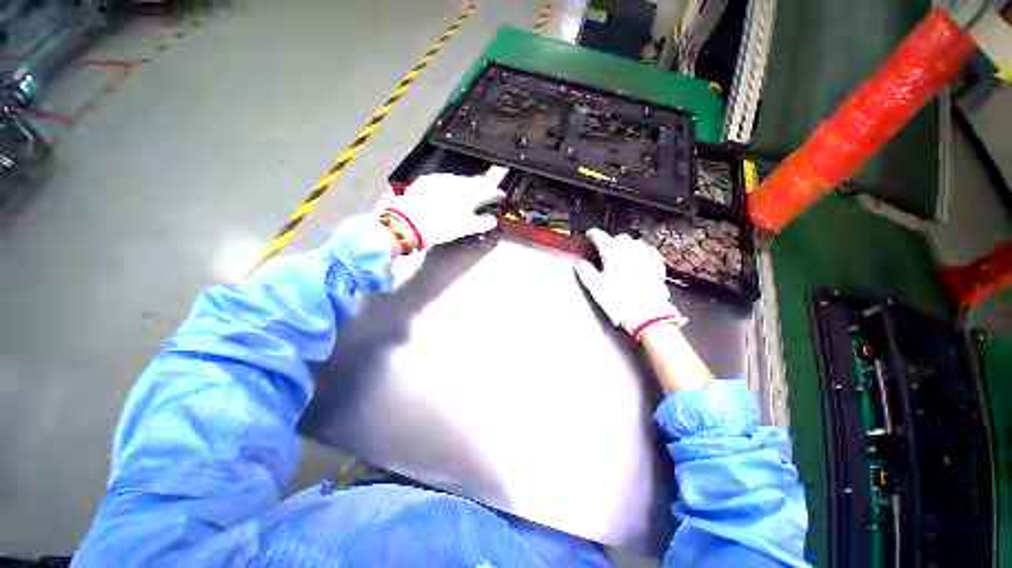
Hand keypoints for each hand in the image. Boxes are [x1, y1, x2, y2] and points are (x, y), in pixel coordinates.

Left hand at [382, 169, 506, 252]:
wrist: (409, 222)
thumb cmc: (442, 226)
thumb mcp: (466, 228)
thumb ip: (483, 223)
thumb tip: (493, 220)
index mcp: (472, 194)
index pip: (491, 192)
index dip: (497, 195)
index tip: (501, 197)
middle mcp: (459, 182)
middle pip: (476, 183)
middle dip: (483, 188)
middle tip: (486, 195)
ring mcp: (442, 179)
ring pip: (460, 180)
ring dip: (467, 186)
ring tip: (467, 193)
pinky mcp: (427, 180)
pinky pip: (444, 180)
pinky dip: (450, 185)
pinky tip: (447, 191)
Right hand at [575, 228, 685, 339]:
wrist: (646, 316)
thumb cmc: (619, 302)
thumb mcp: (596, 288)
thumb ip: (586, 272)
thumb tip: (580, 263)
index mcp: (613, 256)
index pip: (602, 238)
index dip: (594, 234)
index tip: (590, 235)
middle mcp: (631, 254)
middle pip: (621, 238)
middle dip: (612, 240)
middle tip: (605, 247)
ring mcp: (646, 260)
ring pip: (637, 243)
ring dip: (628, 244)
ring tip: (623, 252)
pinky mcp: (657, 269)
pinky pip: (651, 253)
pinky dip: (644, 251)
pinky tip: (642, 256)